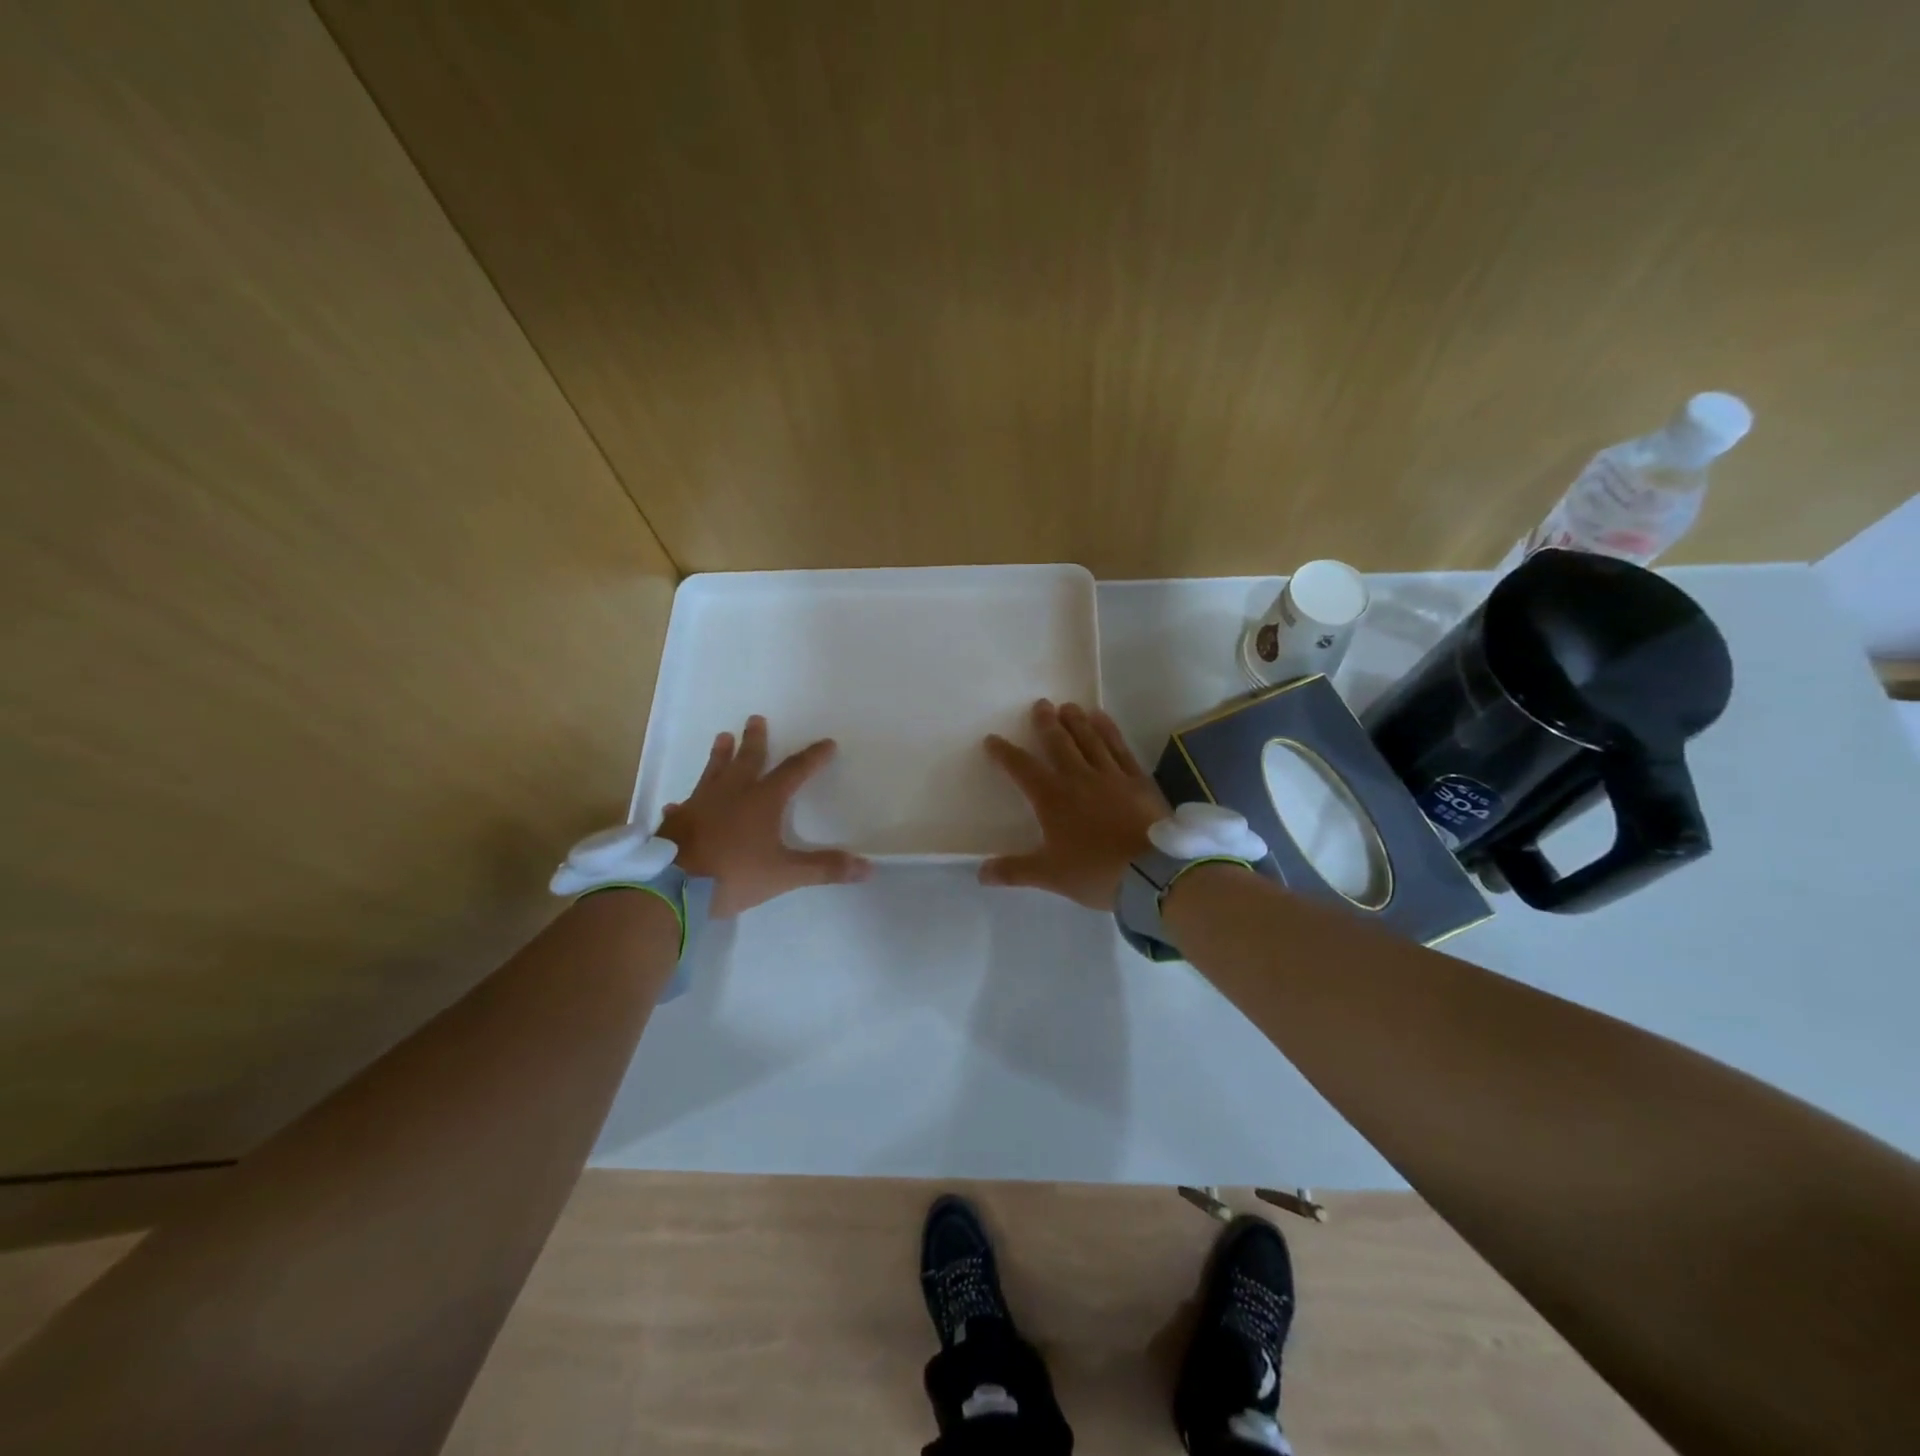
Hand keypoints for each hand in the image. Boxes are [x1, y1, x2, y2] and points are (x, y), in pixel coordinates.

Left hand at [658, 715, 871, 916]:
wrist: (673, 886)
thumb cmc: (734, 874)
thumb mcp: (785, 874)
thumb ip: (824, 868)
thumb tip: (867, 867)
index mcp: (763, 800)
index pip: (794, 771)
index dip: (812, 758)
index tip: (826, 743)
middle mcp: (733, 793)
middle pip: (748, 759)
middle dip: (755, 739)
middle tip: (755, 719)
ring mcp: (702, 803)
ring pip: (714, 771)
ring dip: (720, 755)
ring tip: (722, 737)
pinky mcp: (678, 820)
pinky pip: (685, 805)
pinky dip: (687, 802)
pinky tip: (678, 803)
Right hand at [979, 699, 1168, 908]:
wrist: (1151, 872)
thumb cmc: (1095, 872)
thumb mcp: (1049, 875)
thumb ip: (1013, 870)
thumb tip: (979, 873)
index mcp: (1052, 798)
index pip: (1022, 768)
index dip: (1005, 753)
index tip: (992, 739)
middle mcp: (1079, 778)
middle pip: (1059, 743)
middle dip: (1046, 723)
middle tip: (1041, 705)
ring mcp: (1111, 775)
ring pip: (1090, 739)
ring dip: (1077, 721)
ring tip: (1068, 706)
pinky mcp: (1138, 780)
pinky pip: (1120, 748)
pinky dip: (1110, 731)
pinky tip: (1104, 720)